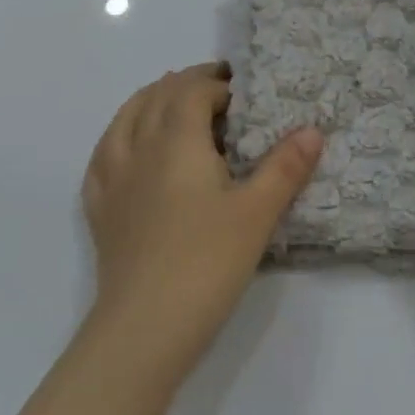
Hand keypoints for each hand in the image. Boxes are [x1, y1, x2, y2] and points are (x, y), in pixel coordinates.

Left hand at [81, 63, 322, 384]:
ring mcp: (114, 180)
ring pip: (125, 119)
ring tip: (171, 101)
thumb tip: (313, 130)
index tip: (244, 92)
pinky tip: (129, 148)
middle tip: (217, 90)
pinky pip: (103, 156)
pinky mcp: (101, 211)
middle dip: (186, 83)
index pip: (192, 91)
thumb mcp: (258, 212)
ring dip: (149, 100)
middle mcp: (140, 149)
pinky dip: (119, 136)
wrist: (143, 331)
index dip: (218, 84)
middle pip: (157, 96)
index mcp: (177, 141)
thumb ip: (285, 167)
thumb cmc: (206, 262)